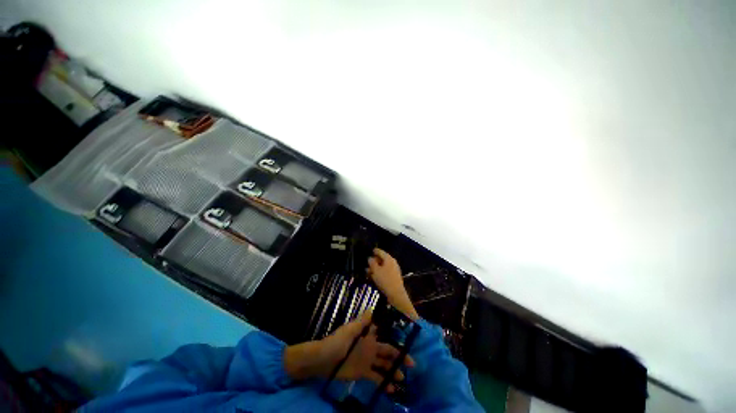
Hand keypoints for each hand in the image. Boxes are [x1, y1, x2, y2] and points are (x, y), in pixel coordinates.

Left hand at [284, 312, 413, 392]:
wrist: (323, 360)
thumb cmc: (337, 341)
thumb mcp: (350, 329)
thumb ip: (362, 321)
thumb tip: (372, 308)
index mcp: (369, 336)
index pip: (385, 335)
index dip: (396, 338)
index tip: (409, 342)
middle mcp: (371, 347)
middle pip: (388, 351)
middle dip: (399, 356)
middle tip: (412, 364)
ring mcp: (367, 361)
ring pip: (384, 365)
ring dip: (393, 371)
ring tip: (403, 378)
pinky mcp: (363, 373)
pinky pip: (375, 377)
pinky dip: (383, 382)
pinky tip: (391, 390)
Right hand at [367, 249, 418, 319]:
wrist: (396, 294)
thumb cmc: (385, 280)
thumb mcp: (376, 271)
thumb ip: (372, 263)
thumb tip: (370, 258)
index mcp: (388, 258)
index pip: (380, 251)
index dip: (374, 251)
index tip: (370, 251)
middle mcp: (392, 262)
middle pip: (381, 259)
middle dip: (374, 261)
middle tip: (367, 264)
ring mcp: (394, 269)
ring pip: (383, 266)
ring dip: (375, 268)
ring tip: (368, 272)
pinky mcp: (394, 276)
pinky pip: (385, 271)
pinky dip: (379, 272)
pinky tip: (374, 277)